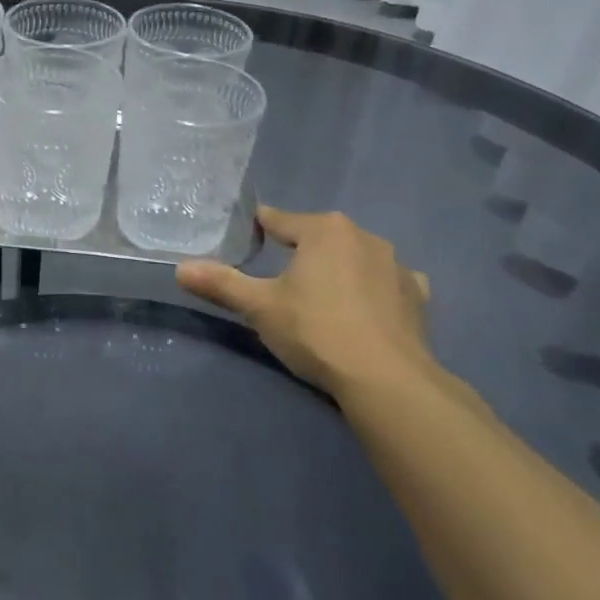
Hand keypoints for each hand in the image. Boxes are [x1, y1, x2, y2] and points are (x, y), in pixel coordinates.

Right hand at [178, 207, 435, 395]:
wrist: (386, 378)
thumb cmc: (316, 331)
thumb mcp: (260, 308)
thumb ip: (221, 284)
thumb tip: (181, 268)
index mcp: (324, 230)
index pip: (280, 220)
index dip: (260, 228)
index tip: (248, 239)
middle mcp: (364, 236)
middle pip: (320, 236)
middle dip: (302, 251)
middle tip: (281, 279)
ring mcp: (397, 265)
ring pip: (356, 257)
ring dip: (339, 269)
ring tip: (323, 296)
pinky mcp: (418, 295)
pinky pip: (387, 282)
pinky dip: (374, 290)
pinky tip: (365, 310)